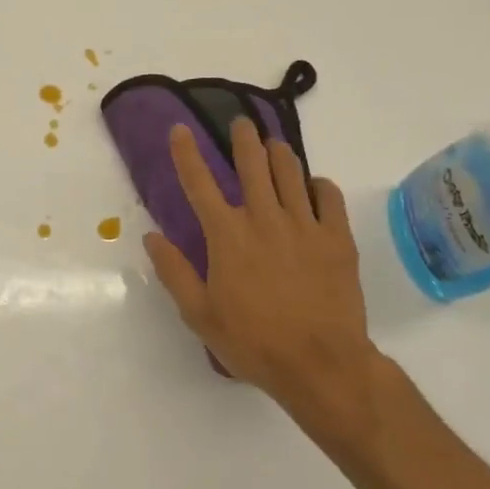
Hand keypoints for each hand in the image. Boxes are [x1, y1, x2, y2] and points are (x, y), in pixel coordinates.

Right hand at [143, 119, 379, 416]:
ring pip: (291, 173)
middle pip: (253, 165)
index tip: (181, 129)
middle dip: (243, 139)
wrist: (321, 364)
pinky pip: (329, 197)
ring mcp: (305, 225)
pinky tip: (314, 186)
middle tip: (241, 124)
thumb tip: (152, 237)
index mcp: (227, 236)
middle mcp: (264, 219)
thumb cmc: (253, 342)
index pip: (199, 183)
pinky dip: (320, 185)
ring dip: (280, 153)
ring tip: (274, 144)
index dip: (186, 153)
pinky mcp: (337, 238)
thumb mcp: (199, 314)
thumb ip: (174, 272)